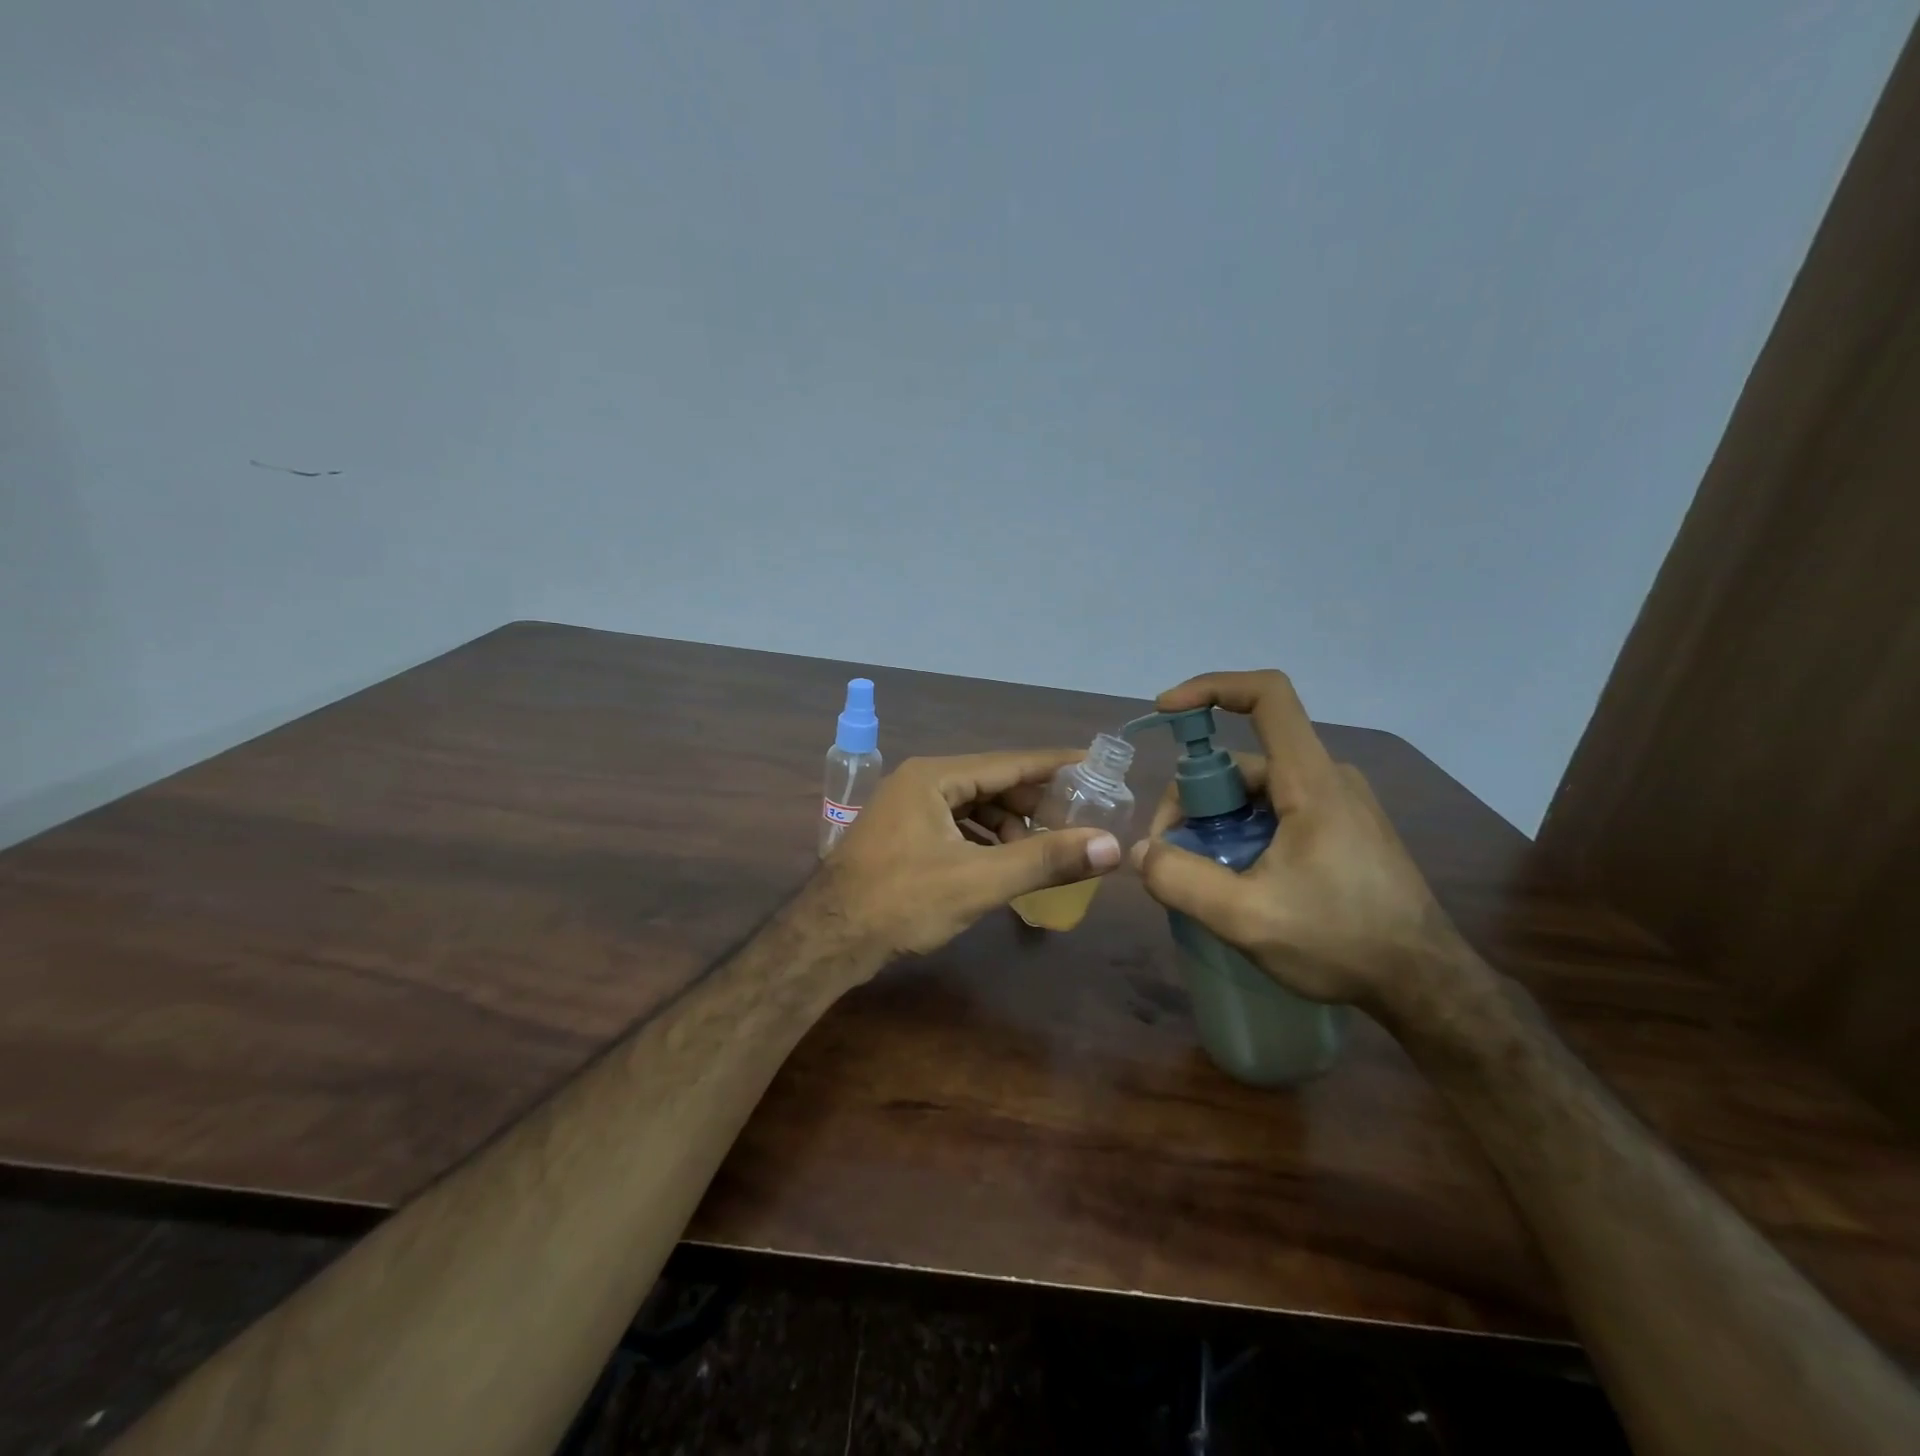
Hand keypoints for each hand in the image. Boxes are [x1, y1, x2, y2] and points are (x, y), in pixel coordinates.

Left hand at [810, 750, 1123, 961]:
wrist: (827, 939)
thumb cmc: (902, 901)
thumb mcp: (980, 880)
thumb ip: (1046, 860)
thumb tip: (1110, 846)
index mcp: (935, 777)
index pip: (1009, 762)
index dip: (1054, 766)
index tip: (1094, 766)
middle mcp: (919, 782)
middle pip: (991, 783)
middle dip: (1033, 804)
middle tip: (1076, 822)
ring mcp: (905, 809)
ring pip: (972, 807)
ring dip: (1008, 827)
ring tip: (1043, 852)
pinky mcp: (901, 837)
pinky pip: (955, 827)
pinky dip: (983, 841)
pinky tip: (1003, 864)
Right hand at [1131, 670, 1478, 1012]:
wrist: (1426, 986)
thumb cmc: (1341, 943)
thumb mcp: (1246, 919)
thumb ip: (1181, 881)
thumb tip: (1140, 852)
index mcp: (1312, 782)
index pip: (1267, 696)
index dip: (1211, 688)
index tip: (1165, 711)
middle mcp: (1328, 779)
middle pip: (1243, 761)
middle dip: (1193, 798)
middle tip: (1169, 852)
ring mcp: (1340, 804)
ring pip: (1257, 791)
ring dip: (1216, 822)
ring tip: (1200, 876)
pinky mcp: (1345, 829)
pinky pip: (1278, 811)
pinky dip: (1243, 832)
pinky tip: (1235, 879)